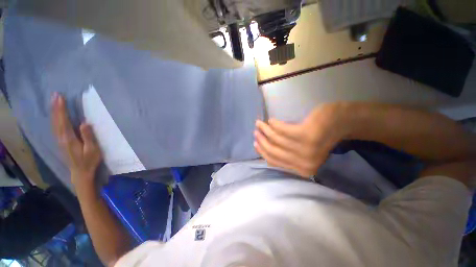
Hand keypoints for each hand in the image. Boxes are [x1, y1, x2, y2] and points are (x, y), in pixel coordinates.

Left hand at [51, 93, 101, 187]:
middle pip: (57, 120)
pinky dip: (55, 119)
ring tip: (54, 101)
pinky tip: (55, 115)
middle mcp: (61, 138)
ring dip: (54, 112)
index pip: (64, 121)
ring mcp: (60, 140)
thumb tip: (84, 123)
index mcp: (69, 139)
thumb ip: (88, 136)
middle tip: (55, 95)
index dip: (61, 109)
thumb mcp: (92, 150)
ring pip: (54, 123)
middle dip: (56, 107)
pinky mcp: (61, 142)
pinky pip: (55, 127)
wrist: (81, 173)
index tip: (60, 98)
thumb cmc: (89, 161)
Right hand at [254, 103, 349, 177]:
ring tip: (259, 123)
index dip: (262, 152)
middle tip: (256, 131)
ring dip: (265, 129)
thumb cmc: (320, 137)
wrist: (341, 123)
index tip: (255, 143)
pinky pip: (282, 129)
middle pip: (273, 151)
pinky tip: (272, 120)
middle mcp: (304, 162)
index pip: (274, 161)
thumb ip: (286, 154)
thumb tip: (265, 149)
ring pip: (275, 138)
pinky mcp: (305, 134)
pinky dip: (274, 124)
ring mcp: (305, 149)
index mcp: (302, 169)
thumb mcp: (302, 151)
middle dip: (261, 140)